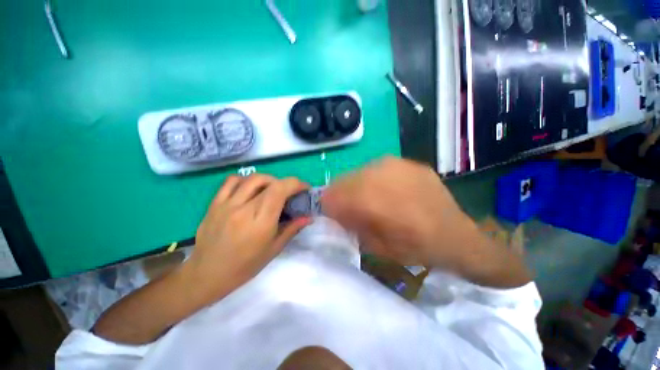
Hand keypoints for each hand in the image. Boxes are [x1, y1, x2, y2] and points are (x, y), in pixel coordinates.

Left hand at [185, 174, 310, 304]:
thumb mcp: (274, 249)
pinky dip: (246, 180)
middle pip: (269, 181)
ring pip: (252, 178)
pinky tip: (250, 189)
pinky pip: (231, 181)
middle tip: (289, 192)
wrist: (207, 274)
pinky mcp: (215, 204)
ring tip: (272, 190)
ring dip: (268, 180)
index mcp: (261, 221)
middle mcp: (244, 208)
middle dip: (285, 183)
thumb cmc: (245, 266)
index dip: (296, 184)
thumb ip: (292, 228)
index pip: (280, 190)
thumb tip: (308, 217)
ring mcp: (227, 204)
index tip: (304, 188)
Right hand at [321, 157, 478, 268]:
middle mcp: (380, 175)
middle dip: (341, 195)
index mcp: (370, 199)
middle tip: (350, 208)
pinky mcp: (408, 163)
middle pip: (343, 180)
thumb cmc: (416, 249)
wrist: (458, 237)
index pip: (332, 195)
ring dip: (357, 186)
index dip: (327, 205)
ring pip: (359, 172)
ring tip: (370, 200)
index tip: (332, 214)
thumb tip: (335, 211)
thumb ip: (351, 226)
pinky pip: (378, 168)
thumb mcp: (376, 247)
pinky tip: (388, 192)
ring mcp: (396, 165)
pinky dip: (374, 180)